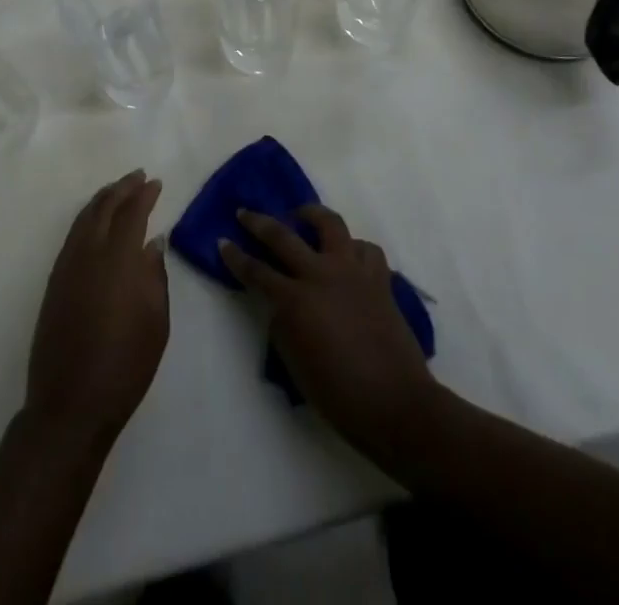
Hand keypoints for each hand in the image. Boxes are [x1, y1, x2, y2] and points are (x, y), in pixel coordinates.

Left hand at [25, 170, 169, 451]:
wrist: (70, 404)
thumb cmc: (125, 366)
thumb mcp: (156, 323)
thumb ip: (155, 276)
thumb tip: (152, 243)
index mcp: (117, 259)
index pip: (132, 213)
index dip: (144, 195)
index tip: (156, 183)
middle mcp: (88, 252)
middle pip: (104, 207)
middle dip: (122, 188)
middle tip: (138, 177)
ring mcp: (66, 265)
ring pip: (84, 217)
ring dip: (103, 199)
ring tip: (118, 191)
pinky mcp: (54, 280)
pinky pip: (73, 234)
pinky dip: (87, 218)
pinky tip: (95, 222)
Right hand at [220, 205, 435, 459]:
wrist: (395, 404)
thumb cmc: (338, 395)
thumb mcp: (294, 362)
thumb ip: (282, 324)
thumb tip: (281, 303)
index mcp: (295, 300)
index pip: (256, 271)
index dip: (235, 256)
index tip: (222, 242)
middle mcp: (321, 274)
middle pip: (283, 236)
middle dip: (258, 222)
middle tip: (245, 213)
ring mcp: (352, 271)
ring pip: (330, 224)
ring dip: (312, 215)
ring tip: (303, 216)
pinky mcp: (379, 278)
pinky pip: (365, 249)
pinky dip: (353, 248)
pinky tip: (348, 255)